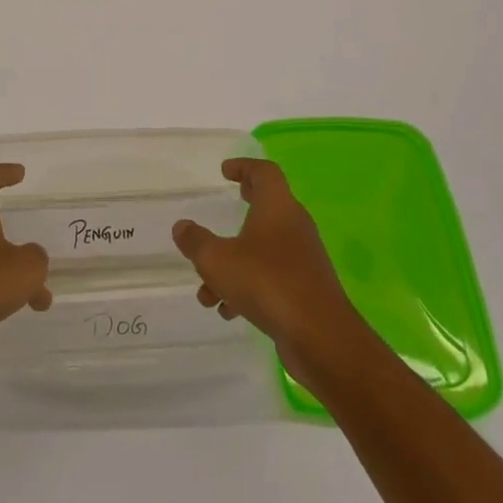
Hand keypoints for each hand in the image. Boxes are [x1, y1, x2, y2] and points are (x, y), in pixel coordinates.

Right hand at [172, 157, 374, 393]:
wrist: (319, 336)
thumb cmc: (266, 282)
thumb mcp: (217, 260)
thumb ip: (196, 241)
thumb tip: (182, 226)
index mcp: (277, 207)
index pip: (265, 172)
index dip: (244, 166)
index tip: (225, 171)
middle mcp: (294, 226)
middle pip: (269, 205)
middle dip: (245, 205)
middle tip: (229, 201)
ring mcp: (303, 258)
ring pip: (264, 248)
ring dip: (235, 262)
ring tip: (207, 290)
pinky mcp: (306, 288)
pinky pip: (272, 276)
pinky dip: (249, 285)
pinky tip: (228, 310)